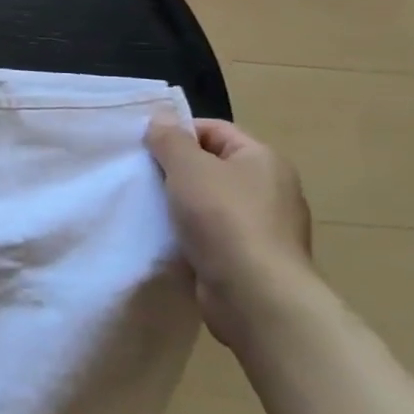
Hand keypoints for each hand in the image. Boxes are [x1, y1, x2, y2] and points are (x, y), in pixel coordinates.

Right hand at [145, 117, 314, 347]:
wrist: (255, 295)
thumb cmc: (223, 219)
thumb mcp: (188, 167)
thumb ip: (170, 139)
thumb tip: (161, 118)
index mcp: (263, 159)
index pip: (214, 130)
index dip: (178, 133)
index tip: (146, 148)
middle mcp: (271, 188)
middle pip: (212, 165)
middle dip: (176, 169)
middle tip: (143, 176)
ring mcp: (265, 226)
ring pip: (211, 201)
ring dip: (181, 203)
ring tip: (150, 207)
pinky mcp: (252, 257)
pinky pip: (214, 233)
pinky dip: (191, 232)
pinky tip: (169, 237)